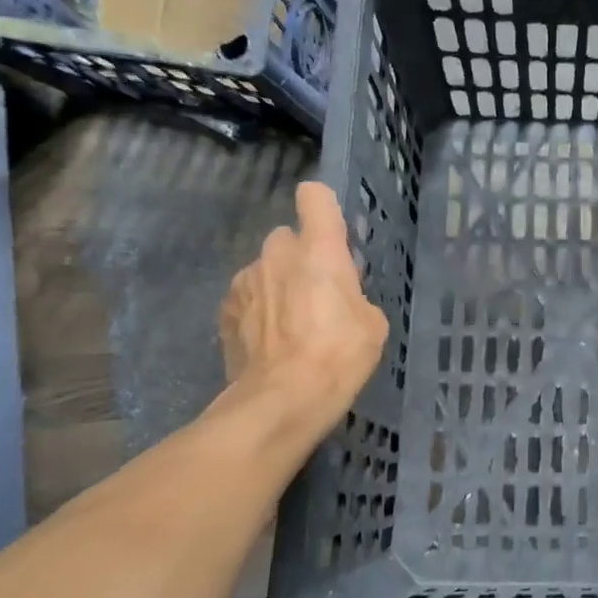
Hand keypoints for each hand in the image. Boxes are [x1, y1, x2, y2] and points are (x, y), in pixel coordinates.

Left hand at [216, 181, 387, 430]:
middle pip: (288, 237)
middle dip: (301, 257)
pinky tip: (269, 341)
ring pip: (265, 269)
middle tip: (317, 293)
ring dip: (277, 285)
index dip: (322, 209)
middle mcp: (277, 253)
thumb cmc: (339, 355)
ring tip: (291, 325)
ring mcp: (245, 280)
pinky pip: (247, 297)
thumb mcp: (372, 324)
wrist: (282, 399)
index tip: (331, 232)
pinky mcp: (225, 310)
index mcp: (319, 249)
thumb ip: (355, 295)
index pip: (314, 197)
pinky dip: (258, 310)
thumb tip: (340, 296)